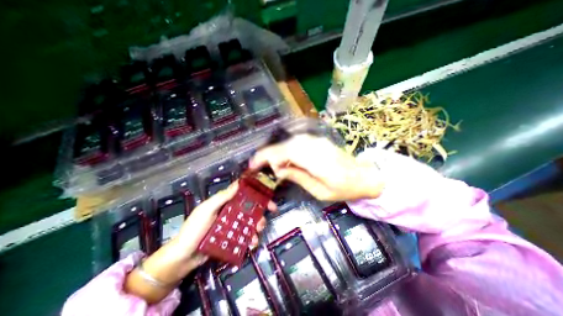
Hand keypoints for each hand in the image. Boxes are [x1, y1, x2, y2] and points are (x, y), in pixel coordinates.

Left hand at [126, 182, 277, 301]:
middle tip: (272, 211)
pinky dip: (251, 239)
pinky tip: (252, 243)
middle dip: (261, 208)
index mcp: (225, 203)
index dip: (255, 191)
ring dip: (258, 225)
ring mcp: (232, 226)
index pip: (242, 193)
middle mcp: (231, 212)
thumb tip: (238, 183)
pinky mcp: (233, 238)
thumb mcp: (207, 210)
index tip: (267, 192)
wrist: (183, 257)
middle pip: (250, 207)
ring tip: (258, 232)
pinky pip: (246, 236)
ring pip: (250, 222)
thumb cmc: (194, 229)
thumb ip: (222, 197)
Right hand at [249, 133, 382, 199]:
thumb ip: (297, 177)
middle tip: (258, 165)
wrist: (365, 176)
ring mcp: (317, 141)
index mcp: (316, 161)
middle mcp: (315, 146)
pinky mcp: (318, 141)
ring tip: (270, 165)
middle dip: (268, 154)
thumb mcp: (319, 191)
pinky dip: (286, 149)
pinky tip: (284, 159)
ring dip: (277, 152)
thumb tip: (278, 169)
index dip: (267, 157)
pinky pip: (297, 142)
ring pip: (289, 142)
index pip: (286, 152)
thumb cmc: (344, 189)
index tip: (253, 165)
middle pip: (285, 145)